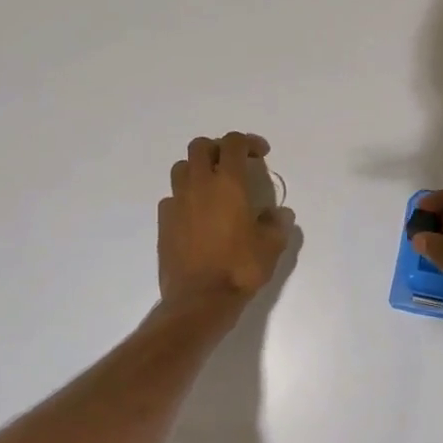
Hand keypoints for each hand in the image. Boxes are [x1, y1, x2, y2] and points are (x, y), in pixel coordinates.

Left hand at [157, 133, 291, 315]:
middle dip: (218, 148)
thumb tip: (279, 214)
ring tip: (212, 186)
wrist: (199, 300)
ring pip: (182, 167)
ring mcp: (177, 201)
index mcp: (229, 183)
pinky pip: (172, 196)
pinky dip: (184, 196)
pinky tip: (196, 214)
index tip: (261, 155)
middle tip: (233, 165)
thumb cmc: (239, 268)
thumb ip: (277, 224)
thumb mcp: (272, 246)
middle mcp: (200, 184)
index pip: (234, 143)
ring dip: (198, 168)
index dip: (248, 142)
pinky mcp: (163, 221)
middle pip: (201, 146)